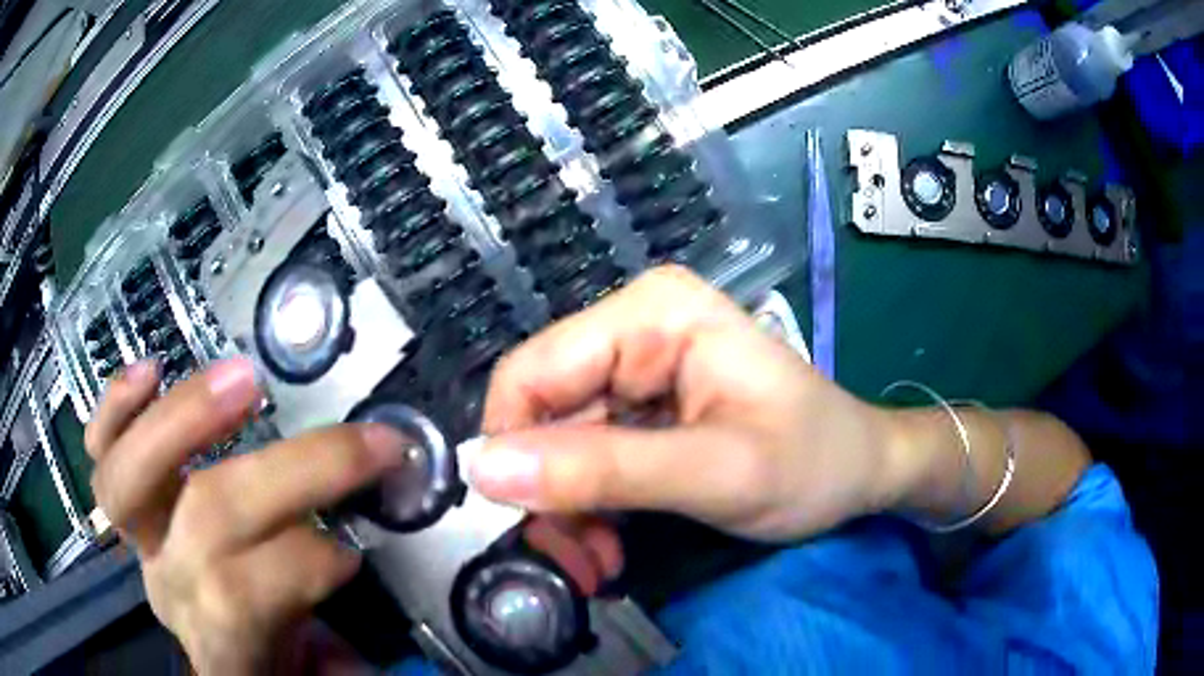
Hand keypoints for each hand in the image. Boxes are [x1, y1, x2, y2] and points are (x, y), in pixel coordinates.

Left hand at [85, 358, 408, 674]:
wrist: (227, 647)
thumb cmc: (275, 655)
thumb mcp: (318, 672)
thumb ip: (343, 650)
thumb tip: (372, 593)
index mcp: (222, 642)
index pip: (244, 598)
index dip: (302, 565)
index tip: (357, 547)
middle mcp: (172, 585)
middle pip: (208, 517)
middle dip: (290, 473)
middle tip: (355, 443)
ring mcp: (144, 539)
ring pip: (135, 477)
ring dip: (186, 419)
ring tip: (245, 380)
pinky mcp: (131, 505)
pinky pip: (101, 452)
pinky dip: (115, 408)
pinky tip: (149, 373)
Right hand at [470, 266, 907, 541]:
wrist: (861, 472)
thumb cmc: (813, 462)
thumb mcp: (716, 474)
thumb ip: (603, 472)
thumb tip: (483, 470)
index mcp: (651, 314)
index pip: (532, 374)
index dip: (512, 451)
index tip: (529, 527)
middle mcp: (633, 327)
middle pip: (542, 412)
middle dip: (548, 494)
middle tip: (577, 562)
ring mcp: (637, 367)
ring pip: (556, 443)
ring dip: (569, 509)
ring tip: (601, 562)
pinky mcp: (643, 406)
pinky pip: (585, 456)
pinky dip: (589, 506)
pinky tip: (612, 542)